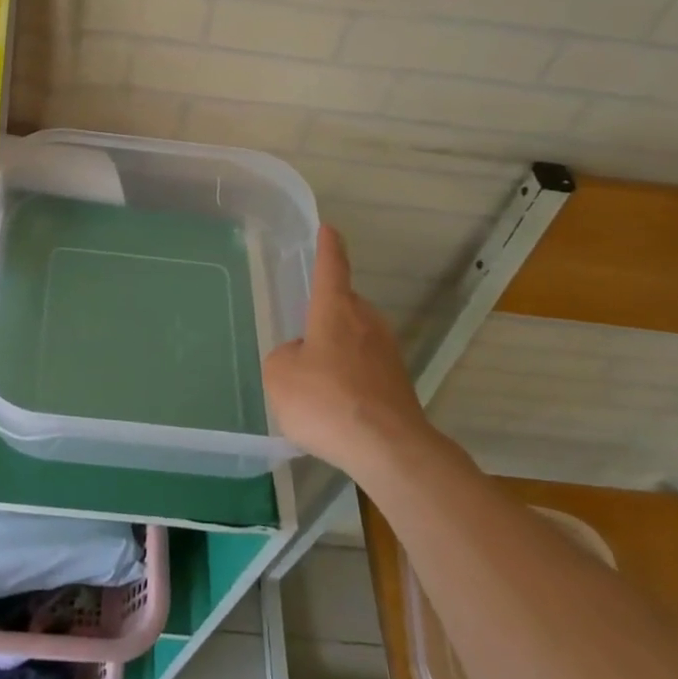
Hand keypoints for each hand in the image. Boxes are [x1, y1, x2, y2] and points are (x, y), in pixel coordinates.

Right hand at [264, 226, 433, 480]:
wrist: (389, 449)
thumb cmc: (326, 401)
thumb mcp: (279, 375)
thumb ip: (285, 356)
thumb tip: (303, 356)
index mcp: (336, 309)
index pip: (332, 266)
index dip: (328, 246)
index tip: (329, 229)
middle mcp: (367, 322)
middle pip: (344, 305)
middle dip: (325, 313)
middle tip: (303, 331)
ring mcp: (388, 353)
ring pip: (355, 339)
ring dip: (337, 349)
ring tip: (314, 379)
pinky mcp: (398, 383)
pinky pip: (364, 368)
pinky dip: (349, 378)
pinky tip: (335, 405)